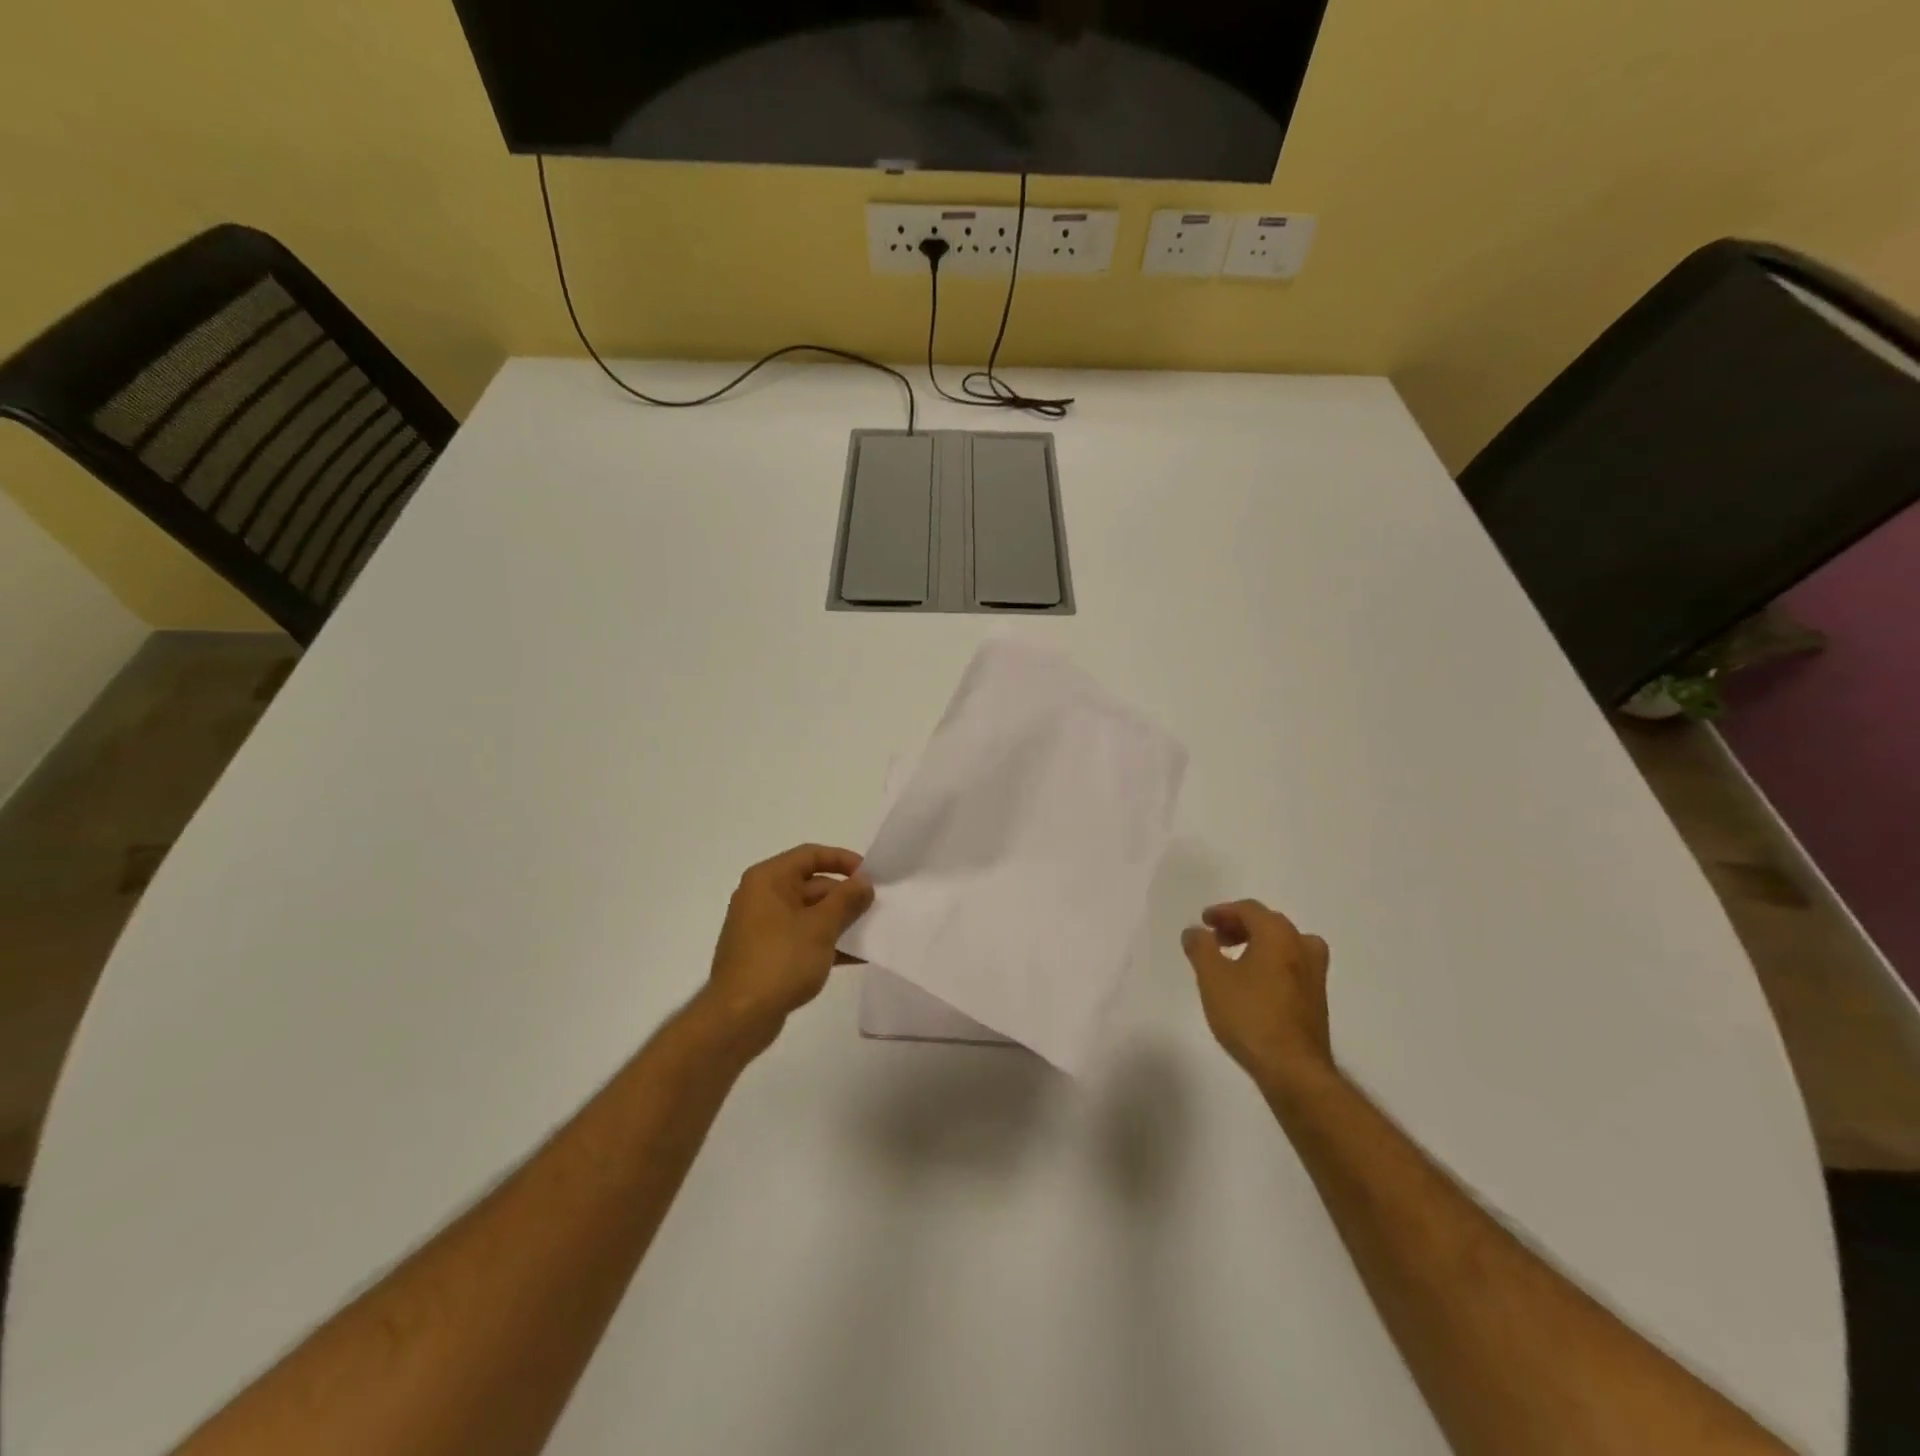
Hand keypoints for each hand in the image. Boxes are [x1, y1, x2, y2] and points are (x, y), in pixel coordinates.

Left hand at [703, 844, 873, 1040]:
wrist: (738, 1018)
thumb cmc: (780, 961)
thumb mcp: (821, 926)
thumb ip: (846, 899)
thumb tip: (864, 881)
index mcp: (768, 879)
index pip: (811, 855)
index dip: (843, 860)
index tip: (870, 876)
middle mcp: (762, 896)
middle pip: (811, 884)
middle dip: (845, 896)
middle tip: (876, 908)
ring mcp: (763, 927)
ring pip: (809, 914)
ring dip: (840, 921)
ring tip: (872, 932)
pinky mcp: (767, 954)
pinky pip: (802, 937)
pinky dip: (826, 943)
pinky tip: (856, 957)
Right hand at [1182, 900, 1333, 1088]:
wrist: (1293, 1069)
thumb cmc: (1249, 1016)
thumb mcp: (1212, 978)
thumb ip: (1200, 947)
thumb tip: (1196, 931)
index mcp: (1278, 935)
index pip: (1249, 909)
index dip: (1223, 912)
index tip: (1204, 922)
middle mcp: (1302, 946)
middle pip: (1269, 923)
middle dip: (1240, 926)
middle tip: (1216, 939)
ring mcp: (1315, 974)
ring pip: (1284, 944)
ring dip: (1258, 944)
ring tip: (1235, 960)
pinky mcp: (1317, 999)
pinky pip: (1292, 966)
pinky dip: (1272, 963)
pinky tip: (1255, 984)